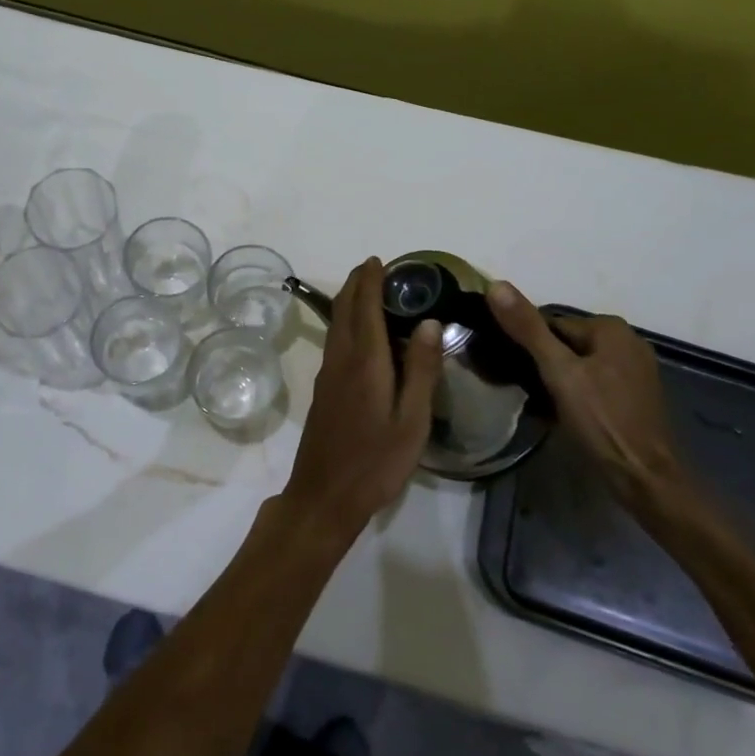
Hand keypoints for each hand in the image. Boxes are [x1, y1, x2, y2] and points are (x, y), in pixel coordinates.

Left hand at [282, 258, 442, 545]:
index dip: (370, 280)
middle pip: (343, 309)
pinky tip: (361, 333)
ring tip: (369, 291)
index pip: (365, 307)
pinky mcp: (324, 390)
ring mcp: (328, 374)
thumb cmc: (376, 462)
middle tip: (375, 268)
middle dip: (356, 283)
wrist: (324, 496)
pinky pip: (335, 340)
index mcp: (365, 361)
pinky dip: (346, 321)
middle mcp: (341, 359)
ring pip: (336, 324)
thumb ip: (421, 370)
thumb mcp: (412, 421)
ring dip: (349, 301)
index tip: (379, 260)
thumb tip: (430, 322)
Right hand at [486, 280, 688, 515]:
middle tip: (525, 389)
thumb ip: (527, 328)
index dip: (528, 345)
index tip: (513, 368)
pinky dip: (577, 393)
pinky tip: (563, 414)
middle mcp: (628, 342)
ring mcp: (635, 371)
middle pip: (567, 344)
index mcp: (611, 328)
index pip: (552, 324)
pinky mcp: (636, 397)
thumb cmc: (601, 420)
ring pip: (580, 365)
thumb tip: (496, 284)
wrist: (645, 479)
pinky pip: (595, 384)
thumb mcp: (558, 372)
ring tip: (539, 403)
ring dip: (558, 380)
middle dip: (544, 363)